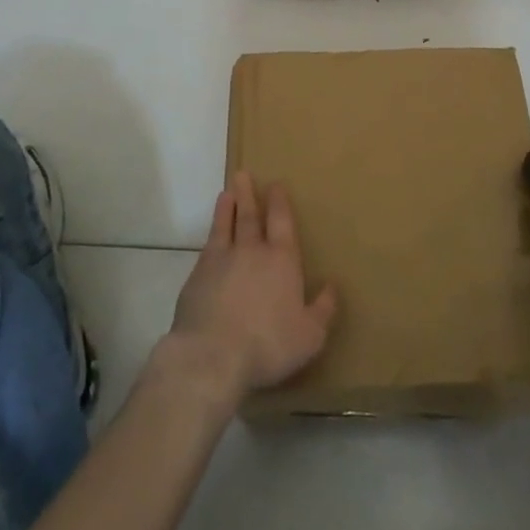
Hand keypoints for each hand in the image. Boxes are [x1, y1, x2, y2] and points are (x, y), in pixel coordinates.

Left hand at [165, 170, 337, 407]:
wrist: (212, 355)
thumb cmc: (268, 344)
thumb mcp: (310, 335)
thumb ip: (323, 309)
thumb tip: (332, 286)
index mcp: (282, 260)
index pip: (281, 222)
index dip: (279, 202)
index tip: (275, 185)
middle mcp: (252, 252)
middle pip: (250, 216)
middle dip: (249, 195)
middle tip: (243, 174)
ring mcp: (221, 261)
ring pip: (225, 226)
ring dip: (227, 208)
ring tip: (226, 193)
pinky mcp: (197, 276)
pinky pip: (207, 247)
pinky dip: (211, 235)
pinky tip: (210, 237)